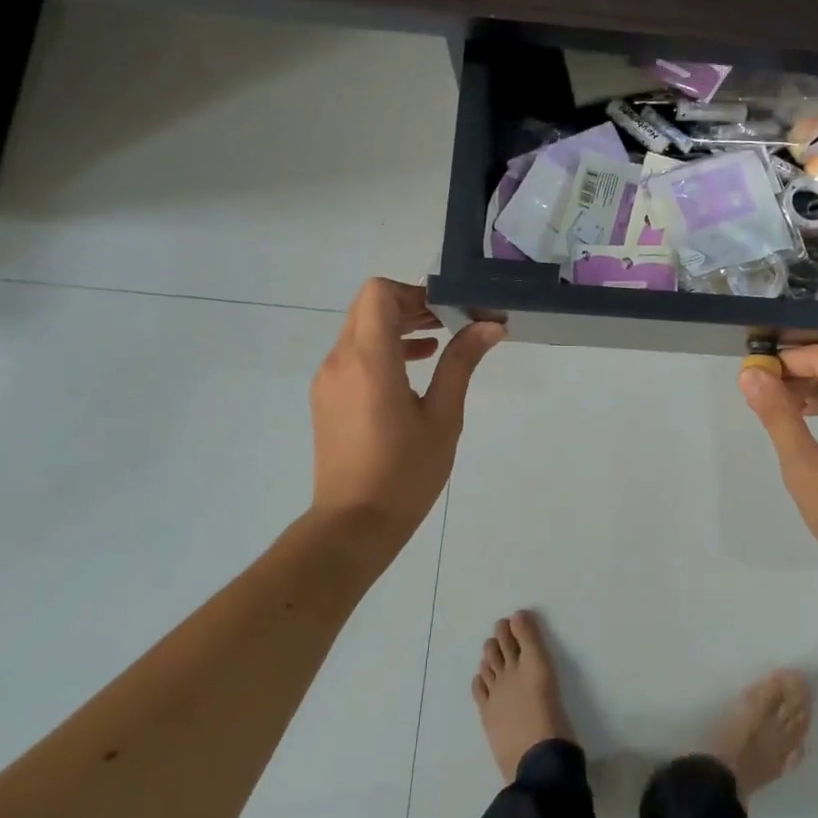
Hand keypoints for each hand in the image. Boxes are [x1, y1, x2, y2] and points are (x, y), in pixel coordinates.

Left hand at [310, 279, 503, 562]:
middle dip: (409, 306)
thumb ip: (461, 363)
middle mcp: (340, 360)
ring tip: (438, 345)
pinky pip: (353, 354)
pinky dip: (382, 349)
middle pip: (369, 306)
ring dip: (397, 327)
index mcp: (369, 360)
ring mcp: (328, 379)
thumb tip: (490, 325)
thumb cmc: (405, 472)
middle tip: (450, 323)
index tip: (448, 311)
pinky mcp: (326, 397)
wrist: (353, 525)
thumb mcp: (443, 417)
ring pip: (360, 329)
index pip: (378, 293)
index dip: (414, 292)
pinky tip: (413, 371)